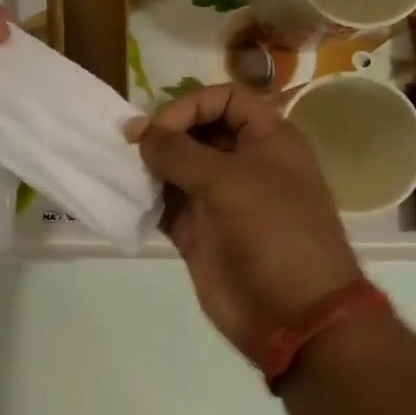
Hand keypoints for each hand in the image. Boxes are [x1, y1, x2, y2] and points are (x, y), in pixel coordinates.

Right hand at [129, 84, 363, 360]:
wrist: (294, 315)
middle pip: (196, 129)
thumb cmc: (275, 234)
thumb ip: (179, 152)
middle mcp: (242, 162)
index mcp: (267, 139)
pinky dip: (144, 197)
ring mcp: (218, 198)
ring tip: (121, 169)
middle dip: (163, 133)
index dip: (191, 105)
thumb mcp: (230, 182)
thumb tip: (138, 131)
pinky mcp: (197, 230)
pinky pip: (165, 203)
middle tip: (128, 146)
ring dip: (148, 165)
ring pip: (176, 166)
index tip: (161, 129)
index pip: (225, 98)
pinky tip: (124, 196)